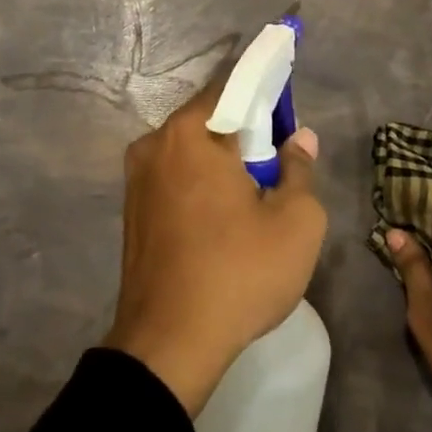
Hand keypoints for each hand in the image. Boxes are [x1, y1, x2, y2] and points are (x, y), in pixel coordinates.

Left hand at [103, 81, 325, 416]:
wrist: (168, 344)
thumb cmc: (239, 272)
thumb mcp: (295, 221)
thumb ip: (300, 169)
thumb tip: (299, 138)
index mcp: (190, 133)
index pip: (231, 87)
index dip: (264, 90)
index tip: (286, 104)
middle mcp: (155, 144)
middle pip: (208, 120)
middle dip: (244, 131)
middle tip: (277, 159)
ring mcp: (136, 178)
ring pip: (190, 151)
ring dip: (221, 160)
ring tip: (254, 192)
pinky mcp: (132, 210)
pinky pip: (174, 177)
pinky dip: (200, 182)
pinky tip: (223, 215)